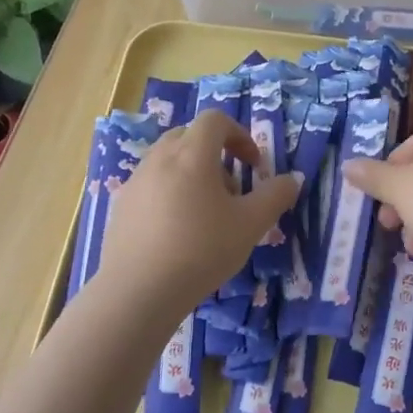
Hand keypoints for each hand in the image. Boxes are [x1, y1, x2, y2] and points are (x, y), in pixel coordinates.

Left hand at [98, 110, 298, 314]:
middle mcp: (159, 158)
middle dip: (216, 154)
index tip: (253, 165)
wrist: (138, 292)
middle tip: (231, 190)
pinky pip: (151, 185)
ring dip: (192, 174)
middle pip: (189, 136)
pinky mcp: (121, 206)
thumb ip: (275, 196)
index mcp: (192, 154)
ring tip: (205, 215)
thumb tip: (292, 179)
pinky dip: (170, 194)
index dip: (240, 135)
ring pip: (168, 161)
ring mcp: (135, 181)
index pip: (215, 120)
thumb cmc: (201, 250)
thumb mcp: (251, 225)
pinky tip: (178, 233)